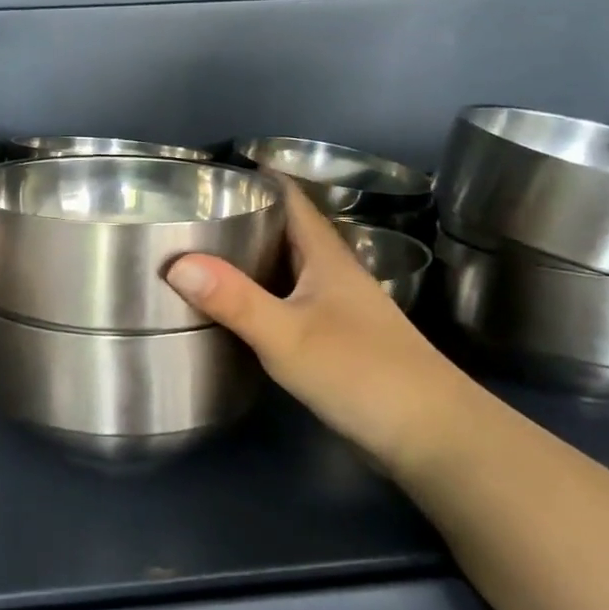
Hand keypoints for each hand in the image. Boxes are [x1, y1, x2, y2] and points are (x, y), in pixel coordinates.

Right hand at [164, 179, 483, 470]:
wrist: (432, 434)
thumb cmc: (361, 372)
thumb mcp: (287, 335)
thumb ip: (234, 299)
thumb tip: (176, 263)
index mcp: (326, 257)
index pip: (290, 198)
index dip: (255, 179)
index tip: (208, 175)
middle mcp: (333, 274)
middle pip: (285, 231)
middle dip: (242, 217)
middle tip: (188, 216)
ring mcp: (337, 308)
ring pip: (286, 267)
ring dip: (250, 257)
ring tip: (200, 256)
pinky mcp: (336, 339)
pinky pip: (288, 300)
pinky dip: (259, 294)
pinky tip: (234, 309)